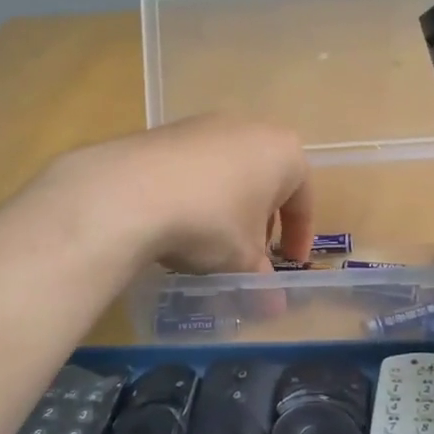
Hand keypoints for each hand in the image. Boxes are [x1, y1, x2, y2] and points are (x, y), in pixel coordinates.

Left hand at [57, 115, 313, 275]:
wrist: (130, 192)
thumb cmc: (211, 222)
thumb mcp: (242, 260)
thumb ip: (262, 279)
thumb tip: (274, 308)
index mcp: (284, 152)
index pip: (303, 200)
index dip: (299, 238)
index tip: (290, 265)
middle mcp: (251, 128)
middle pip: (266, 181)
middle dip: (262, 220)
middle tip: (251, 254)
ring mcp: (207, 124)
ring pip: (230, 172)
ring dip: (229, 206)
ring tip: (212, 241)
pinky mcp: (169, 131)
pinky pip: (196, 166)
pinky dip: (197, 193)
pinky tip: (179, 220)